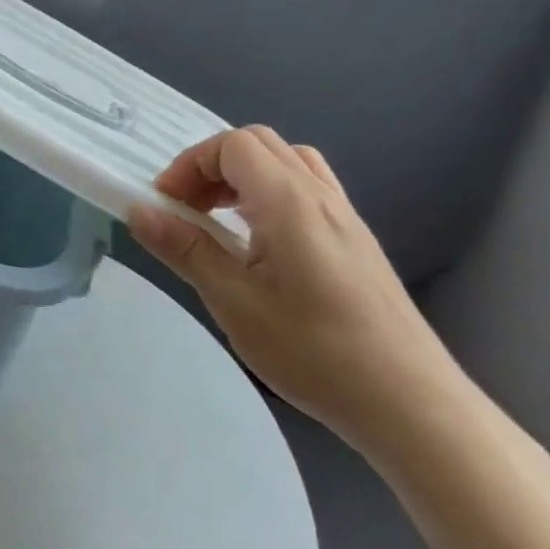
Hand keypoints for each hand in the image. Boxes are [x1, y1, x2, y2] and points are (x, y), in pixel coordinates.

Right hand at [126, 126, 459, 455]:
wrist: (411, 404)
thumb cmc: (315, 351)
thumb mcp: (233, 300)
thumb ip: (184, 248)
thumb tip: (138, 211)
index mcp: (288, 201)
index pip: (232, 145)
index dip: (190, 164)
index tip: (167, 205)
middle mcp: (319, 196)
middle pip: (258, 144)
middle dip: (211, 166)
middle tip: (187, 209)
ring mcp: (344, 217)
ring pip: (286, 162)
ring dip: (242, 176)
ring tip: (219, 220)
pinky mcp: (356, 241)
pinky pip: (307, 188)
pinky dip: (270, 193)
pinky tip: (259, 241)